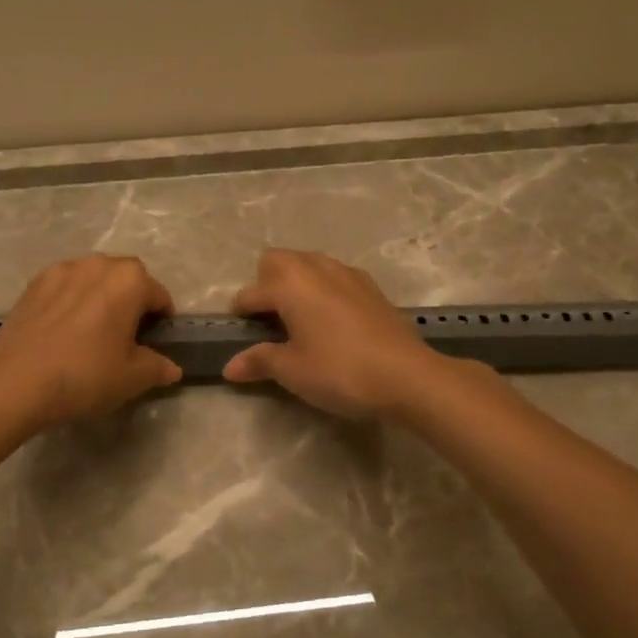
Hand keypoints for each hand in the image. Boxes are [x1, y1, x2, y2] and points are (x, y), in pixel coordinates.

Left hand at [0, 255, 181, 433]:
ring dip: (100, 295)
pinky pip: (64, 286)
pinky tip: (63, 329)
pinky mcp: (33, 284)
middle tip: (127, 334)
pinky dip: (71, 300)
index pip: (158, 295)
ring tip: (93, 328)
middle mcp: (98, 264)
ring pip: (92, 278)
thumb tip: (172, 368)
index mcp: (130, 280)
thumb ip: (158, 367)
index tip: (156, 341)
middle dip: (132, 300)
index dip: (162, 318)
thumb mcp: (133, 378)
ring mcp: (61, 270)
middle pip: (126, 278)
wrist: (17, 382)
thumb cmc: (86, 375)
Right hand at [222, 249, 443, 419]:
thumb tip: (230, 367)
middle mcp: (316, 268)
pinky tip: (331, 321)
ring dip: (296, 282)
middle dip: (266, 282)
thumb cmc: (340, 371)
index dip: (240, 314)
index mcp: (290, 285)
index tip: (238, 335)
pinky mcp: (371, 287)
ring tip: (299, 319)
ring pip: (309, 263)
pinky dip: (323, 289)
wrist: (407, 376)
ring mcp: (347, 274)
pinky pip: (335, 276)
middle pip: (278, 260)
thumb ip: (259, 361)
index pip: (251, 293)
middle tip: (269, 320)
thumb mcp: (292, 371)